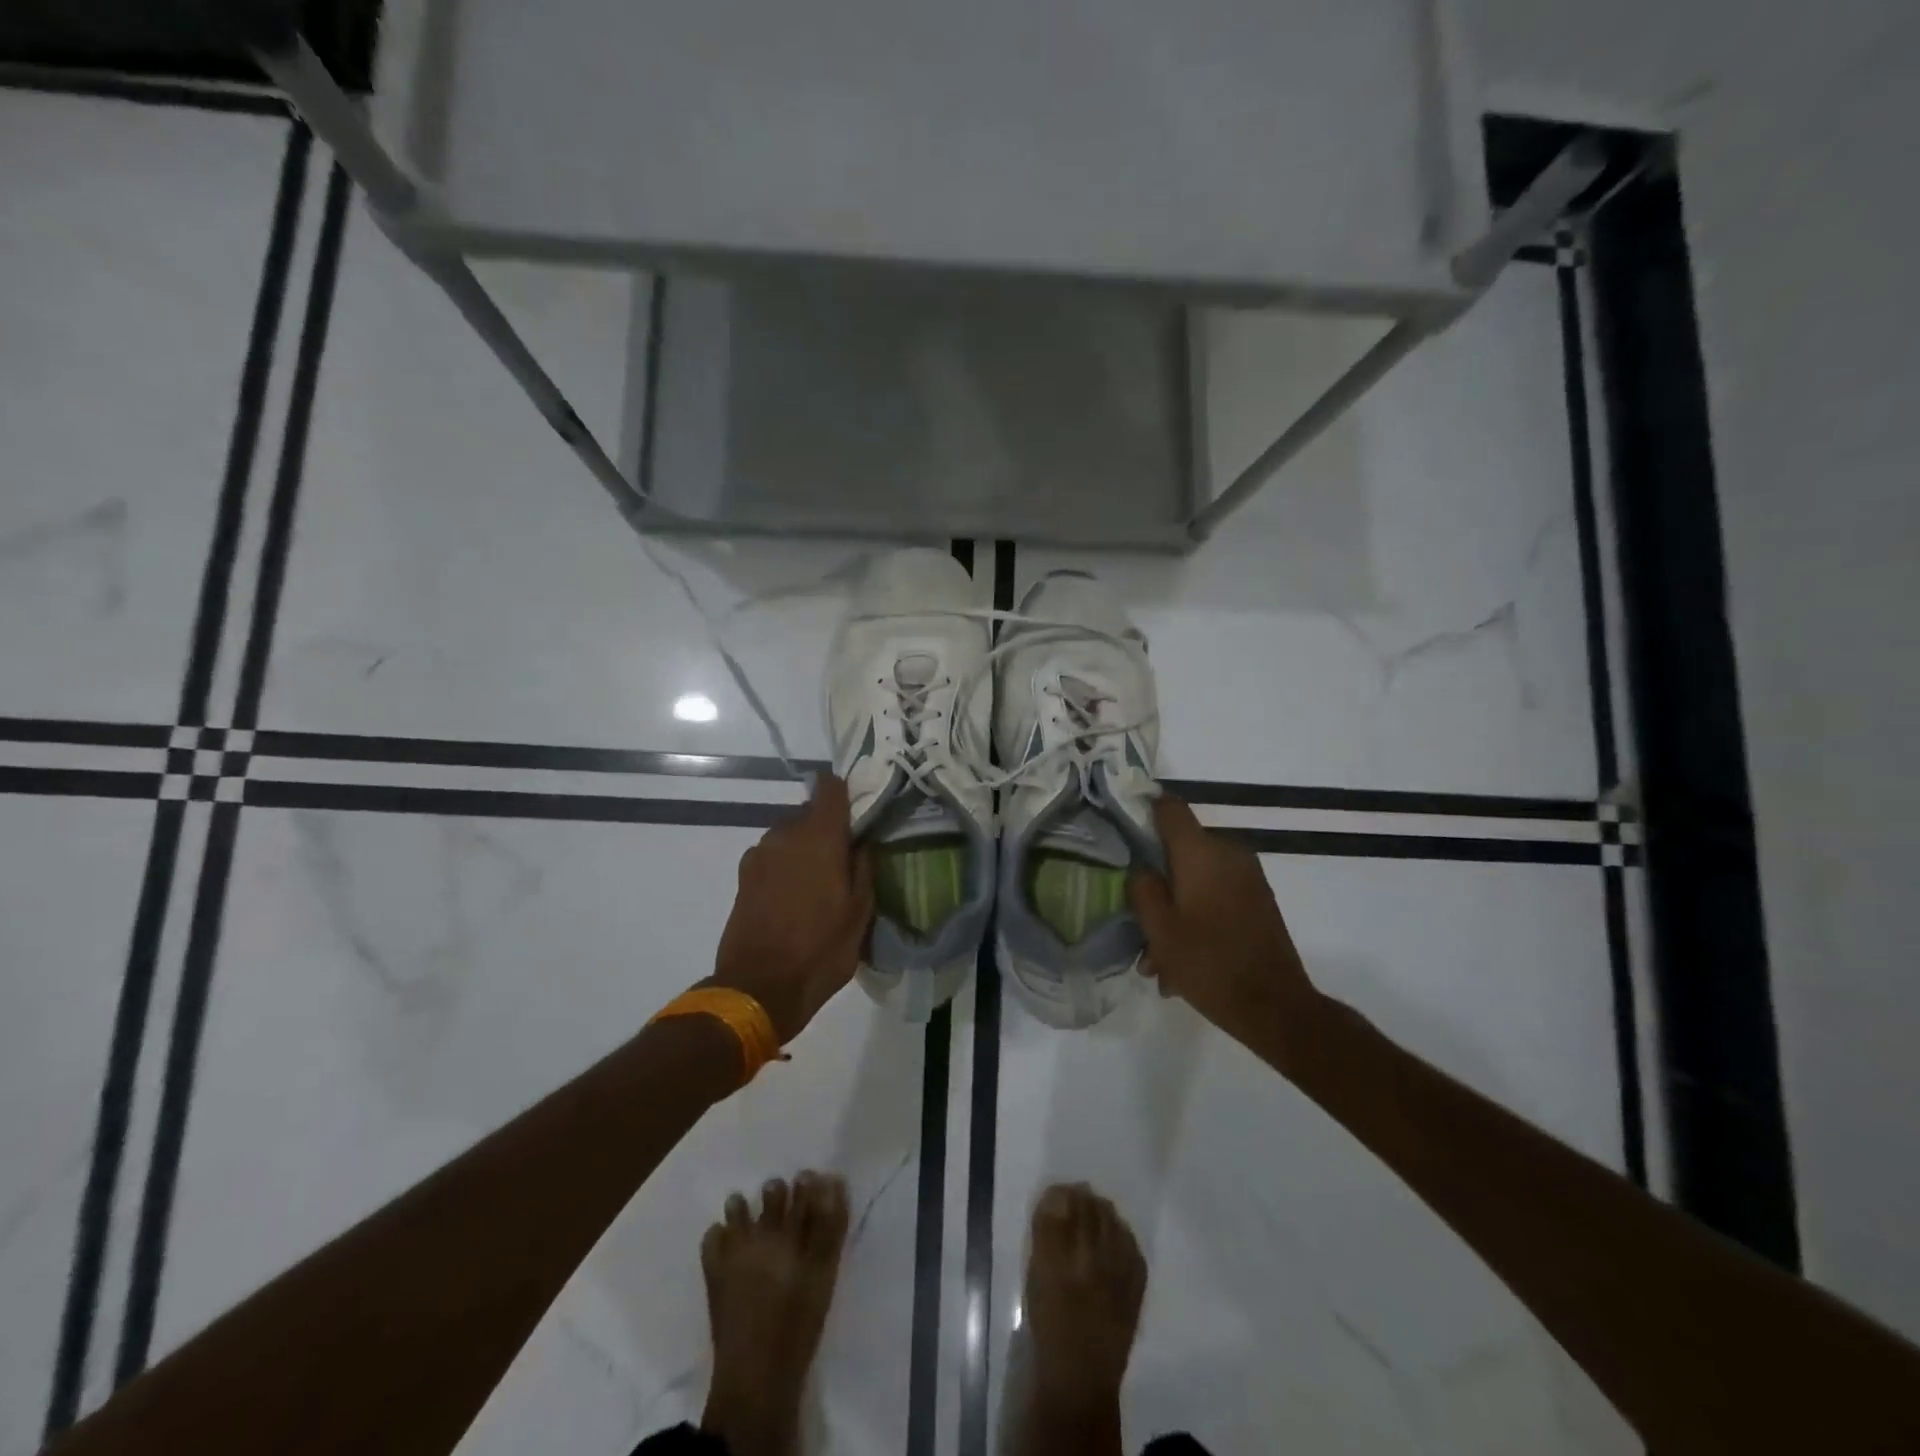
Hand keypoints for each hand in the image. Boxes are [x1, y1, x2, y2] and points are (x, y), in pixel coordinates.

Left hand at [709, 774, 874, 1044]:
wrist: (758, 988)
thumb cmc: (820, 950)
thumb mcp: (860, 913)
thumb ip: (864, 868)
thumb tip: (862, 842)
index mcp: (819, 837)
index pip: (830, 788)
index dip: (845, 791)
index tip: (859, 808)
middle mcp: (785, 834)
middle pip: (809, 813)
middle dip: (827, 828)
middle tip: (844, 858)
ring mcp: (759, 854)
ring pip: (789, 835)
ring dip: (804, 848)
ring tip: (819, 882)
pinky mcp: (743, 876)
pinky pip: (773, 857)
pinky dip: (785, 866)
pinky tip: (794, 897)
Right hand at [1127, 795, 1317, 1046]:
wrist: (1277, 1008)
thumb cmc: (1209, 964)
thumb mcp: (1159, 929)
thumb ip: (1142, 887)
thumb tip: (1141, 867)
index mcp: (1201, 852)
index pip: (1169, 807)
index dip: (1143, 810)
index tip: (1120, 828)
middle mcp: (1228, 853)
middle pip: (1179, 849)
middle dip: (1156, 881)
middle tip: (1137, 918)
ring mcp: (1247, 877)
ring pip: (1196, 878)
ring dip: (1174, 908)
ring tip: (1158, 958)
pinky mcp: (1257, 900)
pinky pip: (1215, 895)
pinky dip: (1196, 916)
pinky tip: (1181, 961)